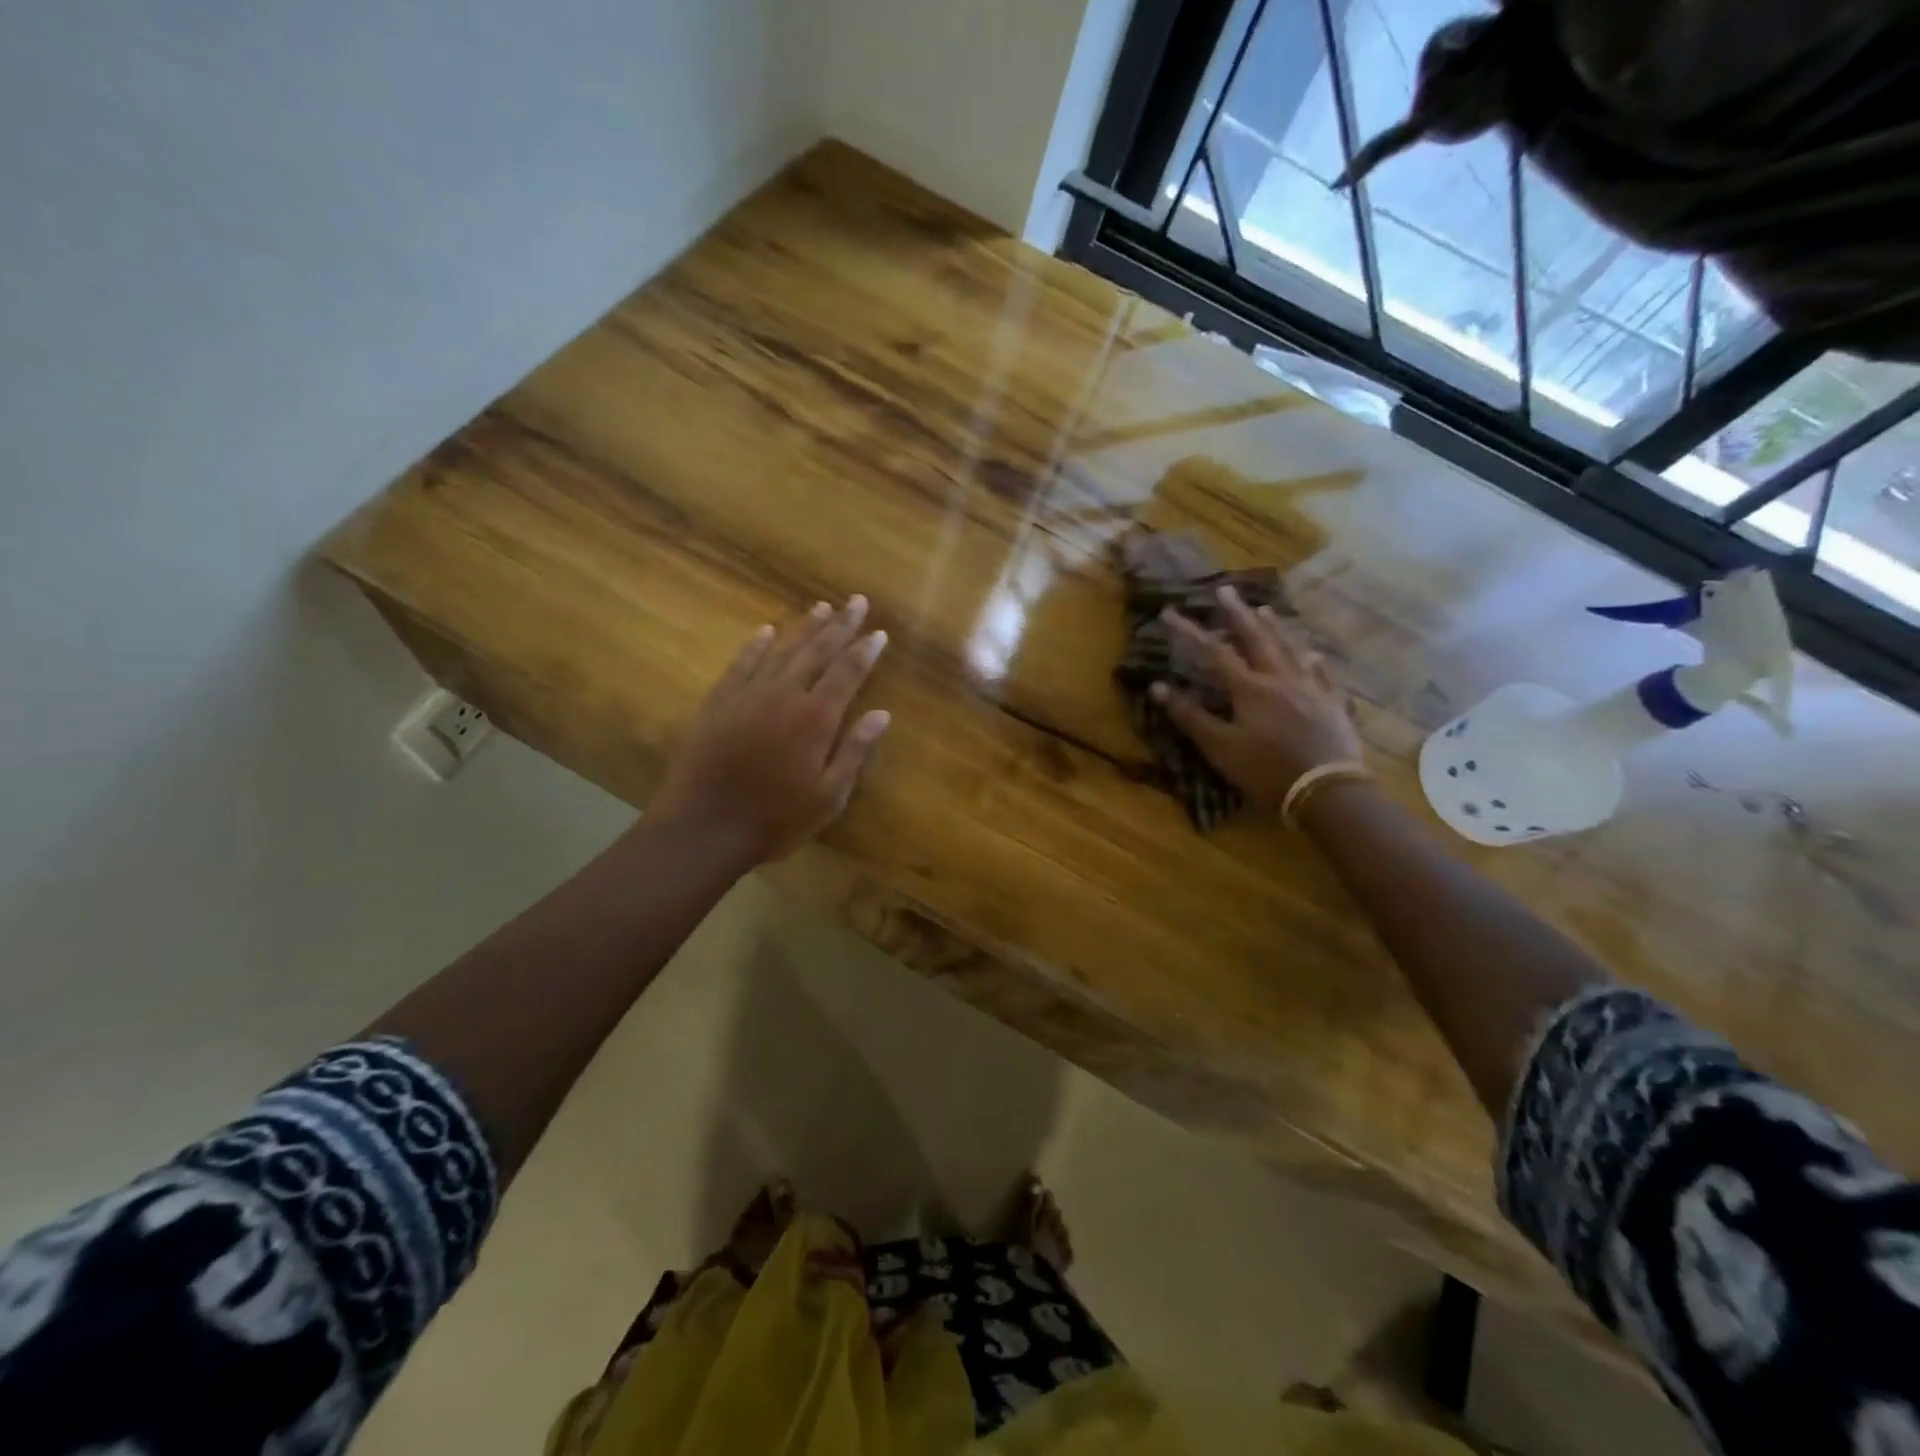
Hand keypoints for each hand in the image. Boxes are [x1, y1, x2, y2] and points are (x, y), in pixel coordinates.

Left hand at [654, 597, 890, 862]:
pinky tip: (765, 631)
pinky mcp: (718, 703)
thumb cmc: (776, 819)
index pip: (848, 673)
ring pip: (782, 650)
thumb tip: (882, 715)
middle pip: (818, 651)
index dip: (865, 651)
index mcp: (816, 718)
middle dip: (841, 625)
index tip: (879, 632)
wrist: (704, 827)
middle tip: (857, 601)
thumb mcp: (829, 796)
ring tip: (822, 607)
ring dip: (804, 628)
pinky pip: (741, 664)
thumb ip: (855, 751)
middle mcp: (784, 695)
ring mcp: (748, 695)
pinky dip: (755, 646)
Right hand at [1152, 585, 1362, 807]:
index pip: (1214, 652)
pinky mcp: (1333, 705)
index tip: (1170, 612)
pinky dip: (1313, 661)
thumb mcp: (1220, 748)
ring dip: (1274, 628)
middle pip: (1257, 639)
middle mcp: (1280, 679)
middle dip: (1237, 614)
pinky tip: (1313, 654)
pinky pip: (1323, 675)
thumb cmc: (1266, 770)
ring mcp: (1311, 689)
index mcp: (1249, 689)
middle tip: (1225, 590)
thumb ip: (1190, 716)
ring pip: (1290, 650)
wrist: (1327, 791)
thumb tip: (1158, 687)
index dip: (1190, 632)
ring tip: (1264, 609)